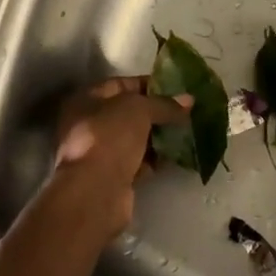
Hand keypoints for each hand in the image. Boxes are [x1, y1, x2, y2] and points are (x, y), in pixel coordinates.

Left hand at [54, 77, 190, 236]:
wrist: (95, 191)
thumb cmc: (110, 138)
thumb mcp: (139, 109)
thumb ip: (164, 104)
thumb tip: (189, 101)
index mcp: (87, 100)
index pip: (122, 84)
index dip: (150, 84)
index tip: (177, 89)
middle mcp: (89, 124)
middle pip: (129, 113)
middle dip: (158, 113)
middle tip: (186, 112)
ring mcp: (100, 152)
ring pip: (135, 139)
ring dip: (159, 137)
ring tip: (187, 132)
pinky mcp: (113, 177)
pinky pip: (139, 162)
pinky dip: (156, 159)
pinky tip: (177, 156)